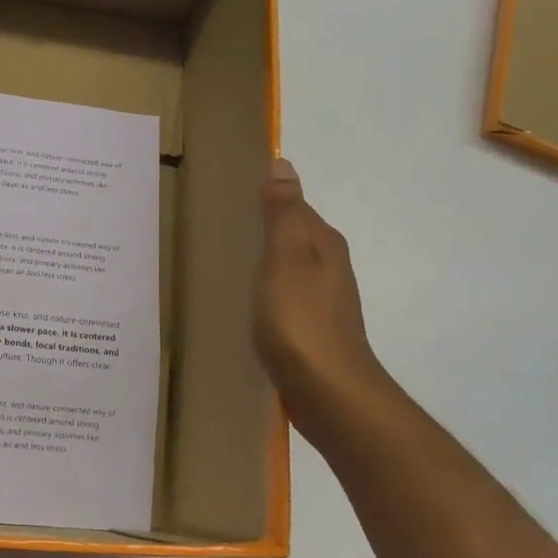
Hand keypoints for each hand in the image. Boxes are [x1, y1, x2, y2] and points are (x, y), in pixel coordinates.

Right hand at [253, 158, 390, 441]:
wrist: (329, 393)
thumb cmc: (300, 320)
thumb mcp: (285, 258)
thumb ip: (282, 213)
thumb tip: (283, 164)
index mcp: (323, 244)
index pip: (296, 207)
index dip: (270, 200)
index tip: (235, 196)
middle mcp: (331, 268)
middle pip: (297, 238)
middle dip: (269, 230)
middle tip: (226, 228)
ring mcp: (325, 302)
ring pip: (293, 270)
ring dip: (270, 263)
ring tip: (233, 263)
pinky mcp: (314, 332)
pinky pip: (289, 299)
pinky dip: (271, 293)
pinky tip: (252, 304)